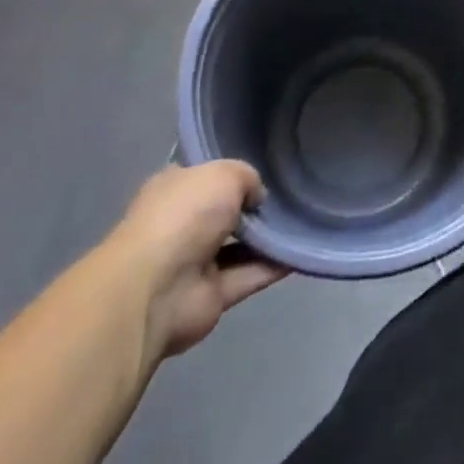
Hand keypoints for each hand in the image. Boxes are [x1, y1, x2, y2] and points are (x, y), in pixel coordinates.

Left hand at [104, 162, 287, 361]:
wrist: (157, 289)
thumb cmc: (184, 216)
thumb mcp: (224, 173)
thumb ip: (248, 178)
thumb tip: (257, 199)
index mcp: (174, 191)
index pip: (205, 177)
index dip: (233, 173)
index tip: (266, 167)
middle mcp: (182, 225)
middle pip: (225, 212)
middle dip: (255, 207)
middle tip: (293, 193)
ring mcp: (195, 263)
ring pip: (241, 245)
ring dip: (269, 237)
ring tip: (306, 219)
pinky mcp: (212, 296)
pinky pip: (251, 275)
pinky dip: (276, 265)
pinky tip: (303, 251)